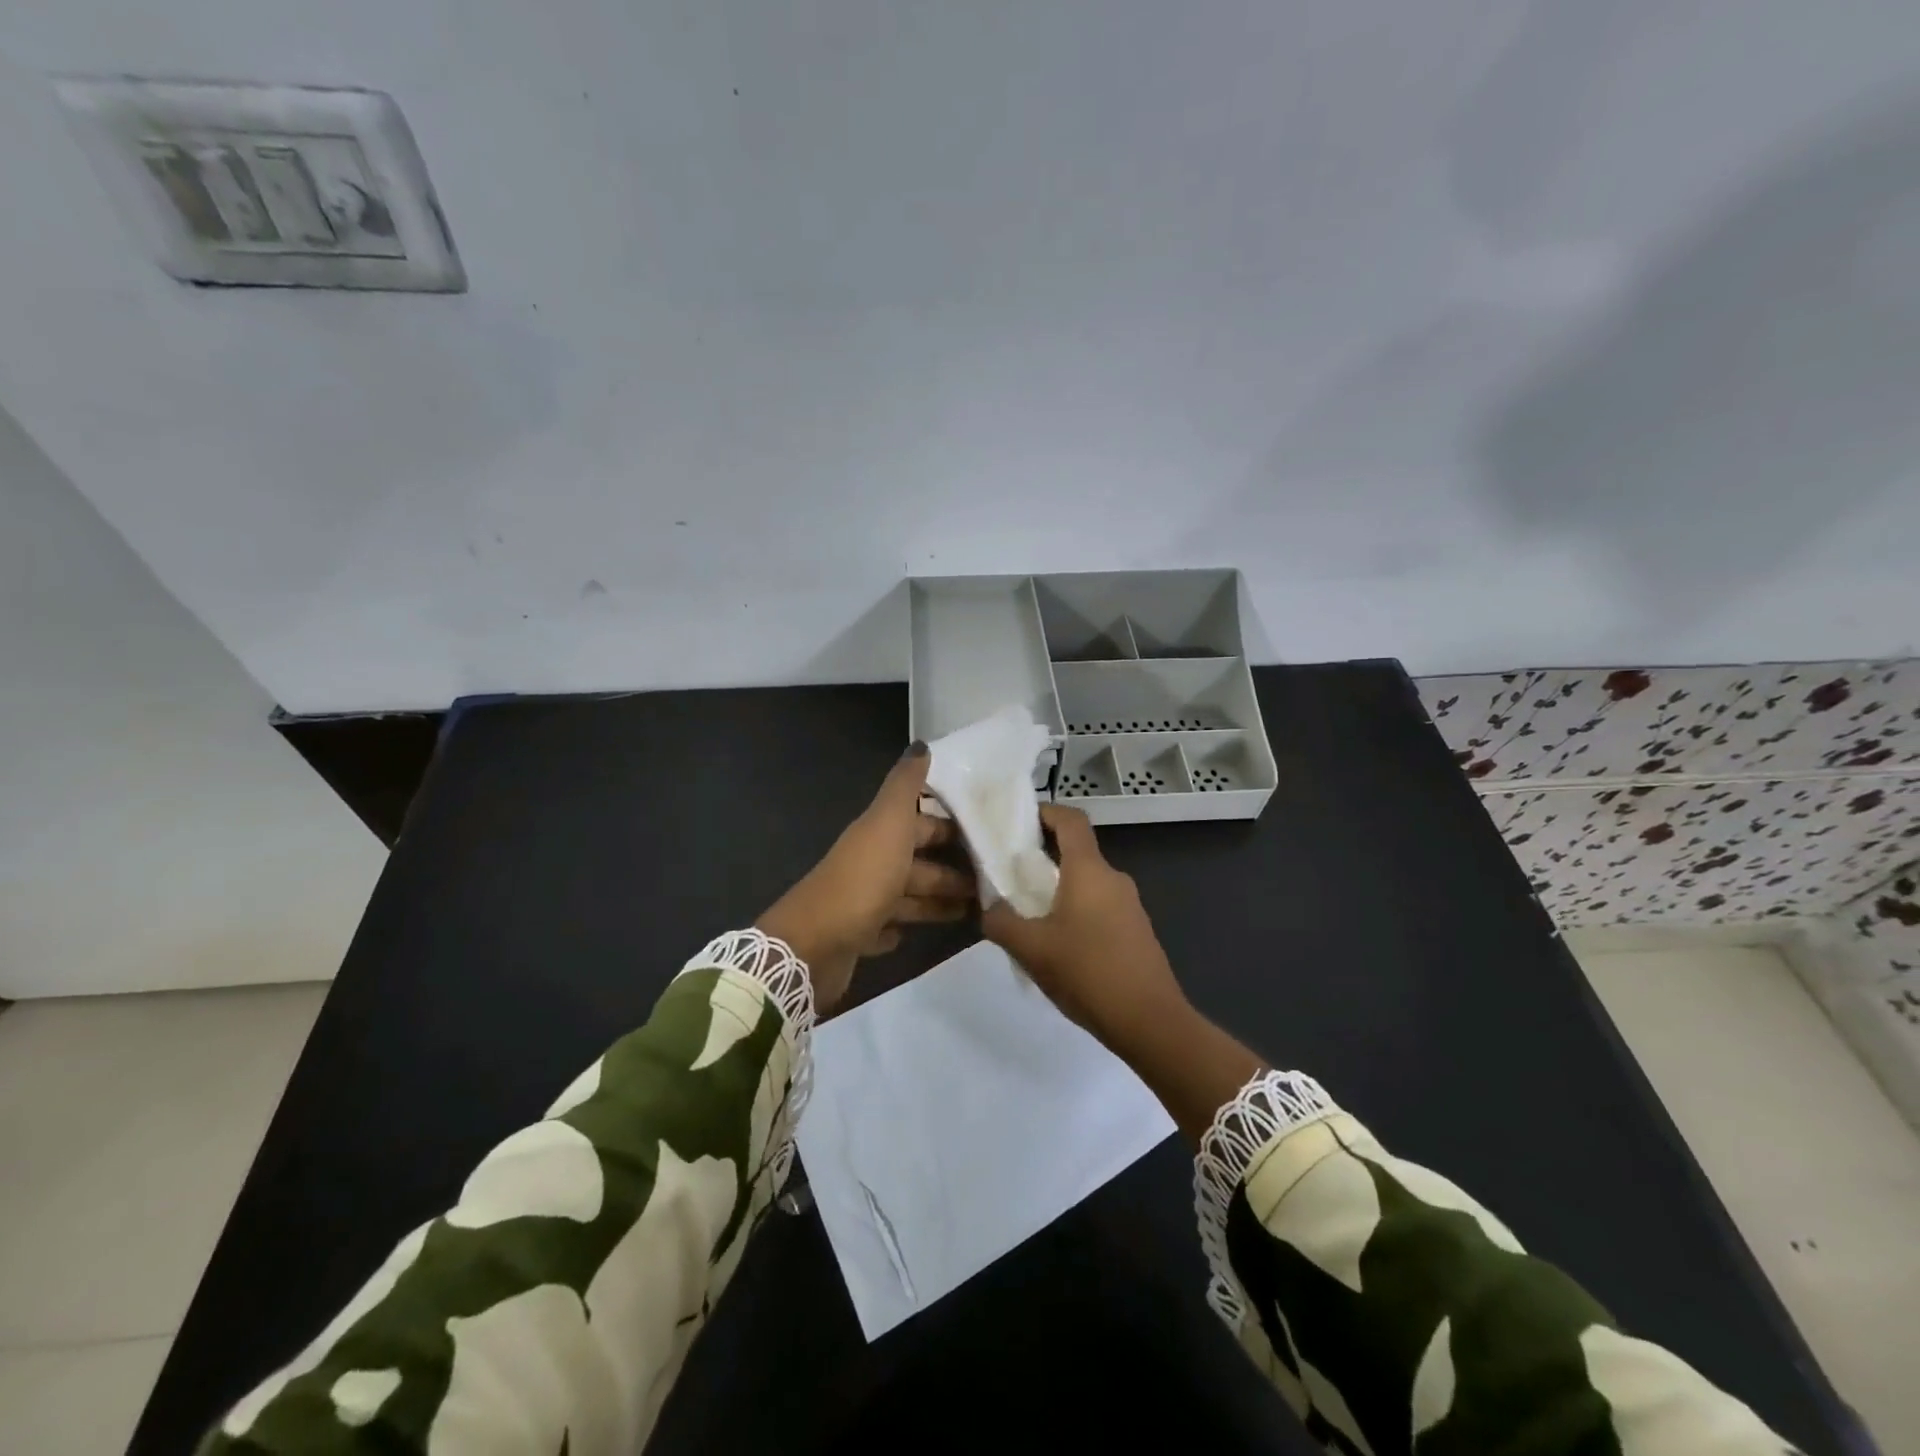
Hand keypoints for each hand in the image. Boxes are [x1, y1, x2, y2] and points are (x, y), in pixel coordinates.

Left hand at [756, 745, 973, 1011]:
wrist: (814, 944)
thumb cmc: (862, 878)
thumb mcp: (889, 824)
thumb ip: (906, 786)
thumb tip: (922, 745)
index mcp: (880, 833)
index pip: (921, 821)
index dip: (952, 824)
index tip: (991, 830)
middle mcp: (872, 862)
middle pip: (918, 859)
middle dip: (954, 866)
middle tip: (996, 876)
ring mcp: (864, 900)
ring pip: (910, 894)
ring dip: (939, 898)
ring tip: (979, 909)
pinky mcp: (860, 936)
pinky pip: (888, 927)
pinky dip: (905, 926)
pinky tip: (925, 933)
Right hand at [984, 804, 1261, 1142]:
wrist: (1150, 1022)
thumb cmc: (1088, 972)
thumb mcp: (1030, 949)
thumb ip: (1001, 922)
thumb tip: (989, 909)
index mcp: (1089, 870)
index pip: (1070, 819)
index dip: (1044, 812)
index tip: (1016, 823)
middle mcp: (1113, 878)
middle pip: (1076, 851)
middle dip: (1043, 858)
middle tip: (1010, 876)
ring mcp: (1130, 904)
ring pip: (1087, 882)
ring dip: (1058, 889)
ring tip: (1029, 916)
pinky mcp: (1136, 930)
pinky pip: (1100, 906)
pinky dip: (1076, 911)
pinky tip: (1059, 946)